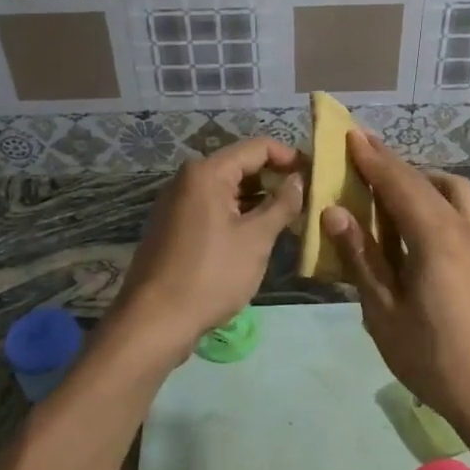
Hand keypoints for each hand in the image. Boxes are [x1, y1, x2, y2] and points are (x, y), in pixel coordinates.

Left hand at [108, 138, 303, 370]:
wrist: (154, 321)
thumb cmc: (210, 275)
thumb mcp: (255, 240)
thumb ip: (282, 205)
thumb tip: (299, 181)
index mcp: (207, 172)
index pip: (258, 147)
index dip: (289, 156)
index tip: (316, 174)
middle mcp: (188, 179)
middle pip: (241, 165)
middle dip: (275, 179)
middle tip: (307, 198)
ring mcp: (177, 202)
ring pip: (228, 189)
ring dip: (258, 199)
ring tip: (290, 218)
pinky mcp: (174, 226)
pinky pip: (213, 207)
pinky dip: (238, 214)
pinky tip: (259, 234)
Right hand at [321, 131, 469, 433]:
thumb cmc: (431, 357)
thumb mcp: (383, 311)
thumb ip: (361, 257)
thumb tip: (335, 211)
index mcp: (435, 237)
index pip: (399, 183)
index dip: (372, 158)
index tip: (350, 135)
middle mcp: (465, 228)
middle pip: (426, 181)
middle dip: (393, 163)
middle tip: (363, 153)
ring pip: (455, 191)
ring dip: (423, 179)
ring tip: (395, 188)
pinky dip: (446, 203)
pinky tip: (432, 225)